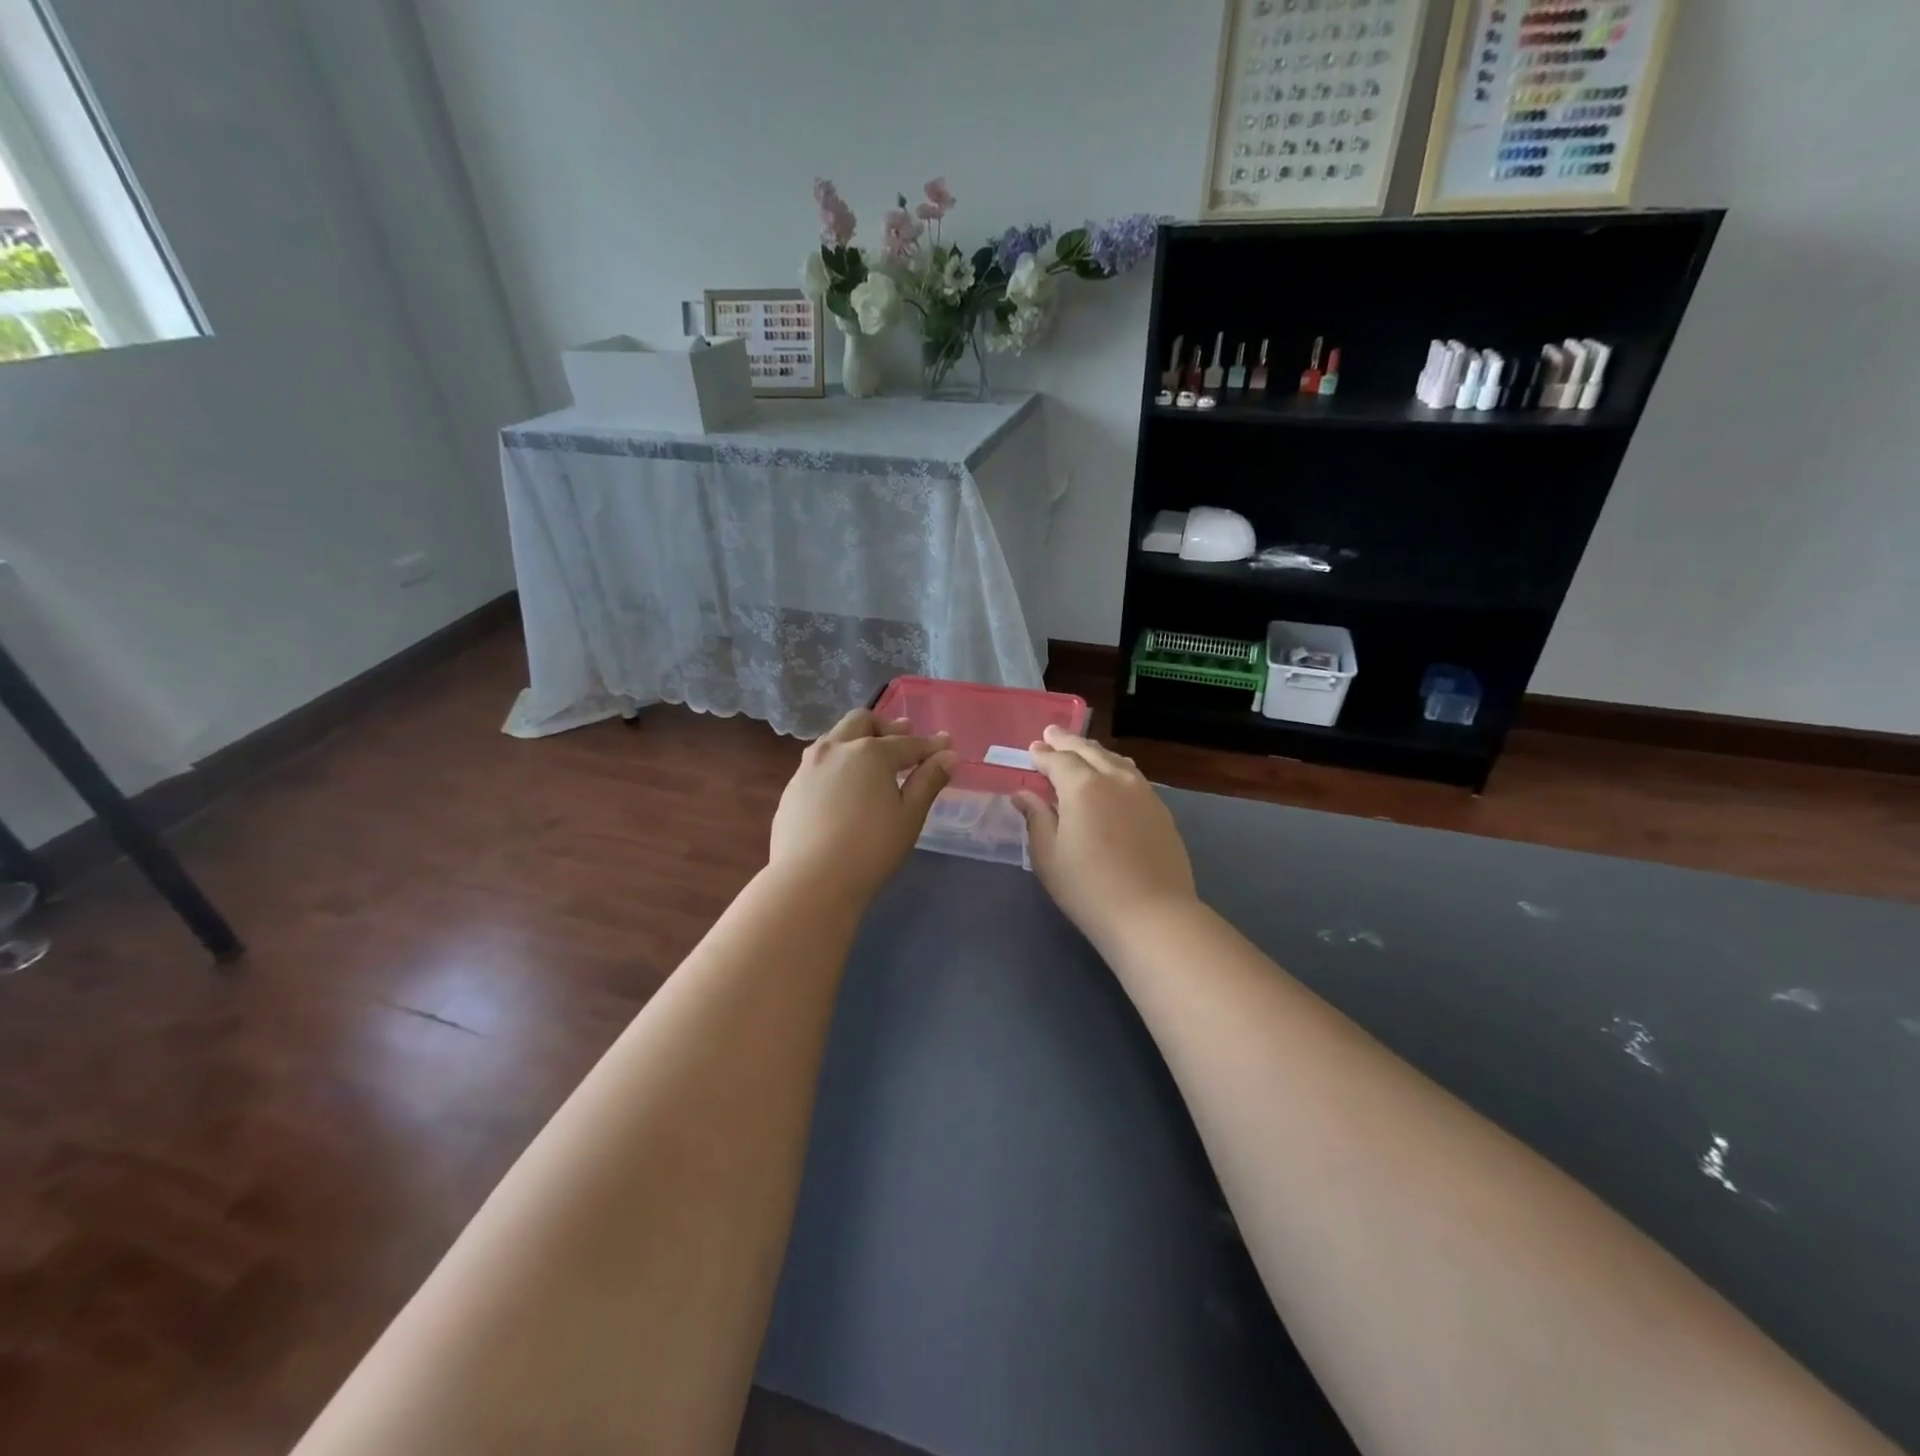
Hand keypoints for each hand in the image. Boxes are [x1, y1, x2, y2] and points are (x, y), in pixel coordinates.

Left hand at [769, 709, 957, 902]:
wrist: (809, 882)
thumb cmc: (870, 849)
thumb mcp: (909, 816)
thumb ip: (928, 781)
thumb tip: (949, 756)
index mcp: (869, 752)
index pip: (907, 743)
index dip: (930, 745)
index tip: (946, 745)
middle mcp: (836, 749)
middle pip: (862, 722)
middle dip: (886, 726)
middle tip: (903, 734)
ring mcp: (808, 767)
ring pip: (835, 738)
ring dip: (857, 739)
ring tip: (872, 757)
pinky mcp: (792, 788)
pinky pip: (819, 763)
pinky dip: (838, 762)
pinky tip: (844, 785)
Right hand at [1014, 727, 1197, 948]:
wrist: (1153, 914)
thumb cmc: (1089, 889)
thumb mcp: (1049, 857)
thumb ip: (1036, 819)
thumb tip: (1023, 794)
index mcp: (1082, 787)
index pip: (1058, 760)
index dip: (1043, 754)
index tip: (1032, 749)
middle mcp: (1115, 779)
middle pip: (1088, 751)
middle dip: (1067, 742)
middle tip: (1052, 733)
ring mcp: (1143, 792)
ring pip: (1115, 759)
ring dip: (1093, 751)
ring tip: (1081, 750)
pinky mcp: (1161, 809)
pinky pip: (1133, 775)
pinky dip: (1116, 767)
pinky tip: (1114, 774)